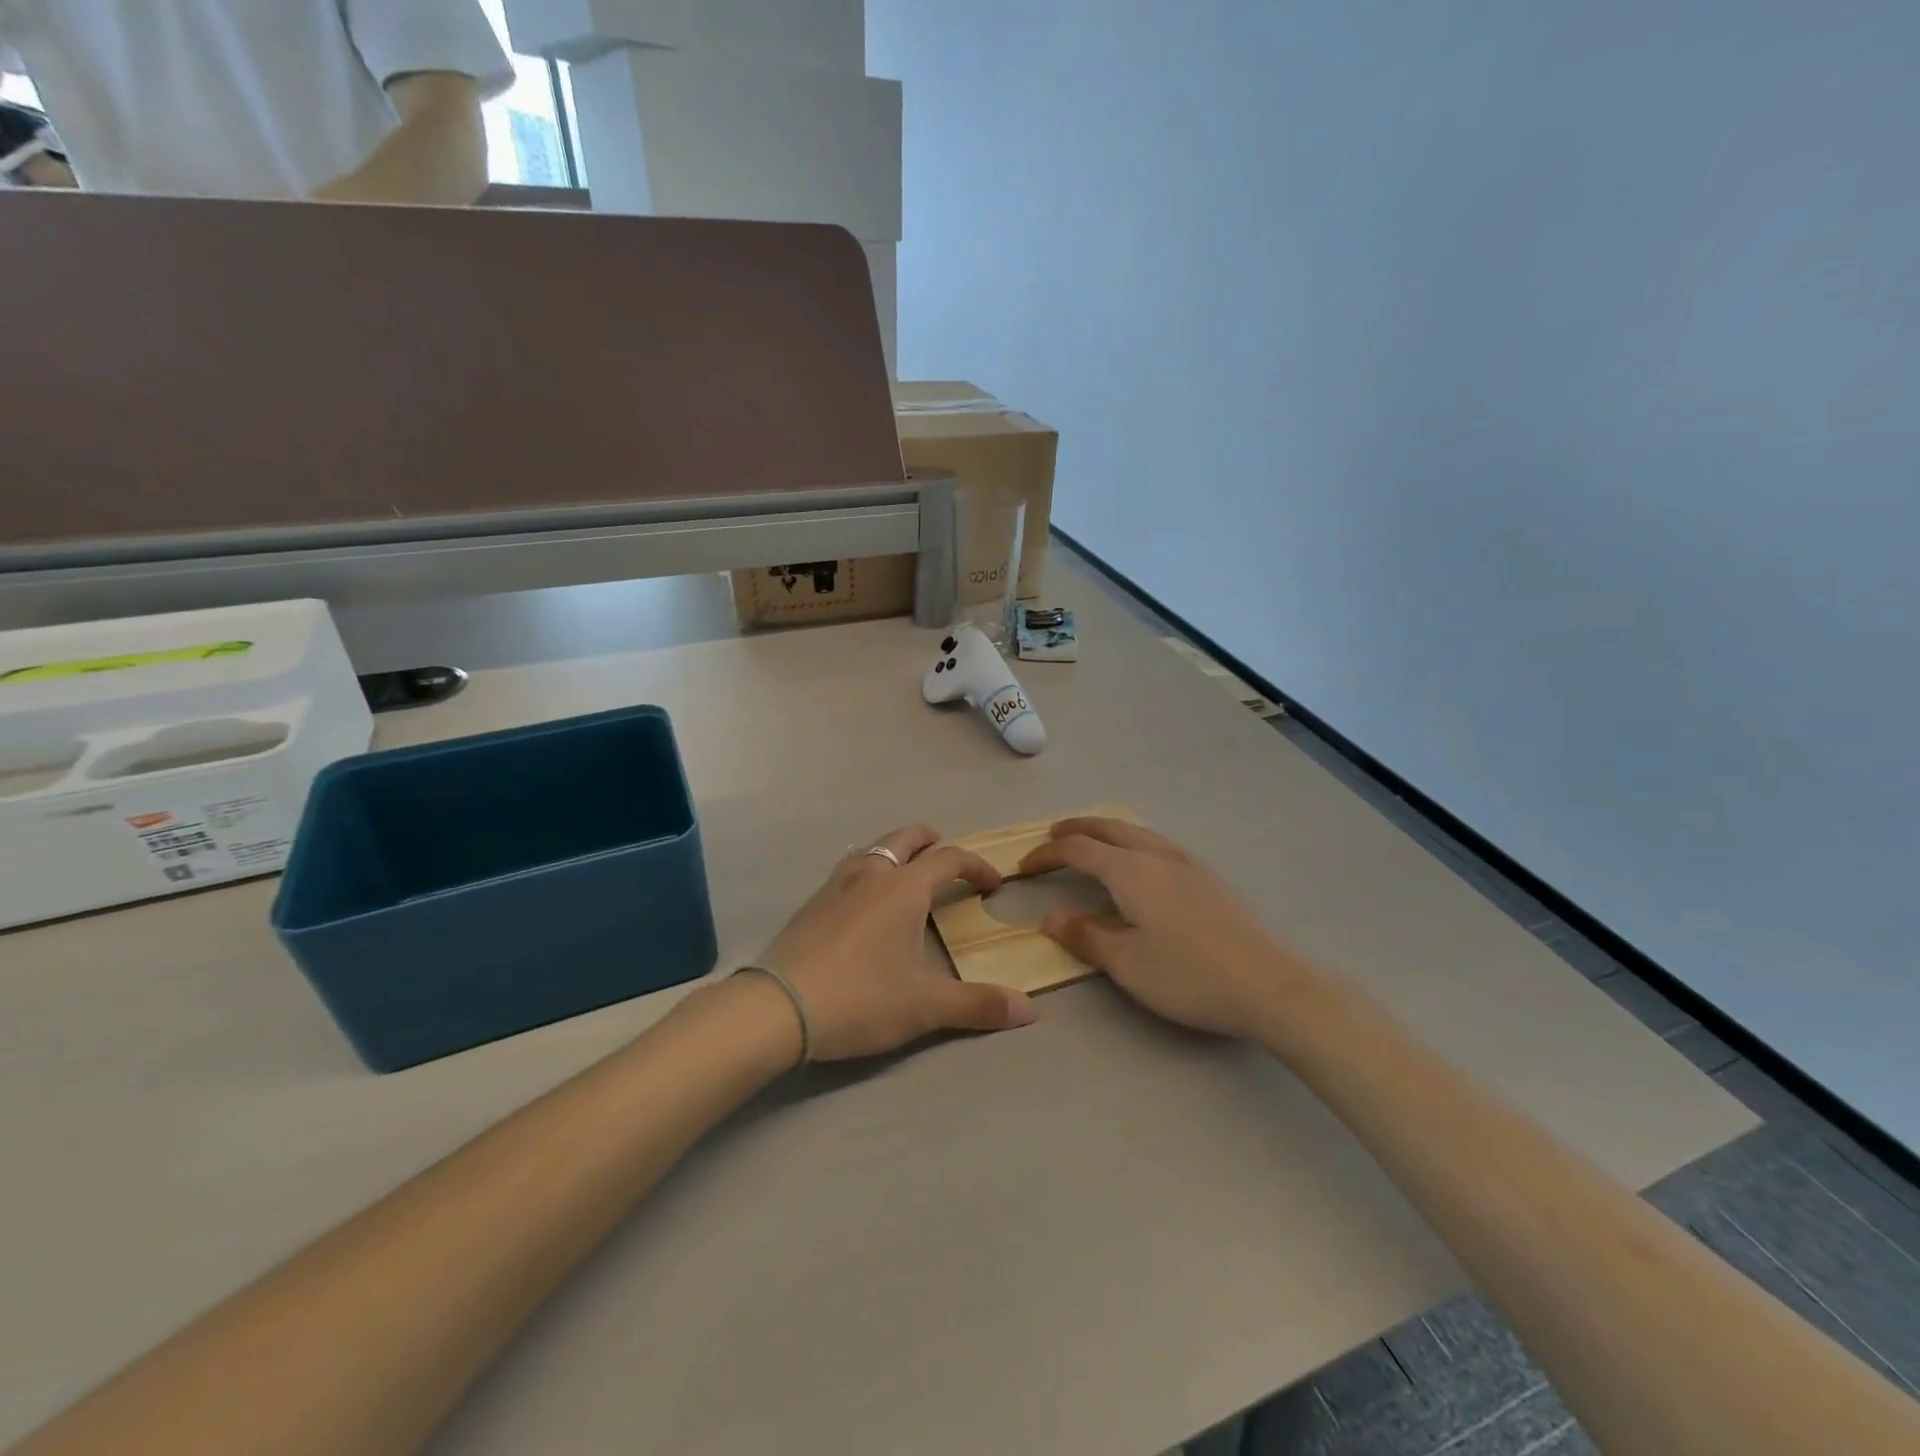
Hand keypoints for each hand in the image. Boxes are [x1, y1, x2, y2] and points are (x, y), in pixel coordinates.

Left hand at [755, 825, 1038, 1060]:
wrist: (778, 1007)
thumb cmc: (861, 998)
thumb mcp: (925, 1006)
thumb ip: (978, 1004)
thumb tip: (1029, 1010)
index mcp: (904, 888)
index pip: (948, 859)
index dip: (976, 865)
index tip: (992, 884)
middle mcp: (871, 874)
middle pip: (905, 838)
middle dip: (931, 841)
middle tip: (946, 856)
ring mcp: (835, 885)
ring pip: (872, 849)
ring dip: (895, 852)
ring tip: (906, 875)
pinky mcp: (811, 903)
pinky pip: (848, 870)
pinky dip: (868, 871)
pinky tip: (863, 903)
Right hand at [1018, 817, 1297, 1037]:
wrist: (1271, 984)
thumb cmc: (1189, 976)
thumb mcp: (1127, 963)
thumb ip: (1085, 936)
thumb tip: (1052, 916)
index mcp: (1131, 871)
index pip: (1078, 850)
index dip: (1047, 855)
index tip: (1024, 868)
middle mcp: (1157, 855)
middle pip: (1109, 828)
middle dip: (1077, 829)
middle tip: (1053, 836)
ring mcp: (1188, 863)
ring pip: (1137, 832)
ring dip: (1107, 832)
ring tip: (1092, 843)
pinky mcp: (1210, 877)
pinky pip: (1158, 844)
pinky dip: (1133, 842)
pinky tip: (1141, 865)